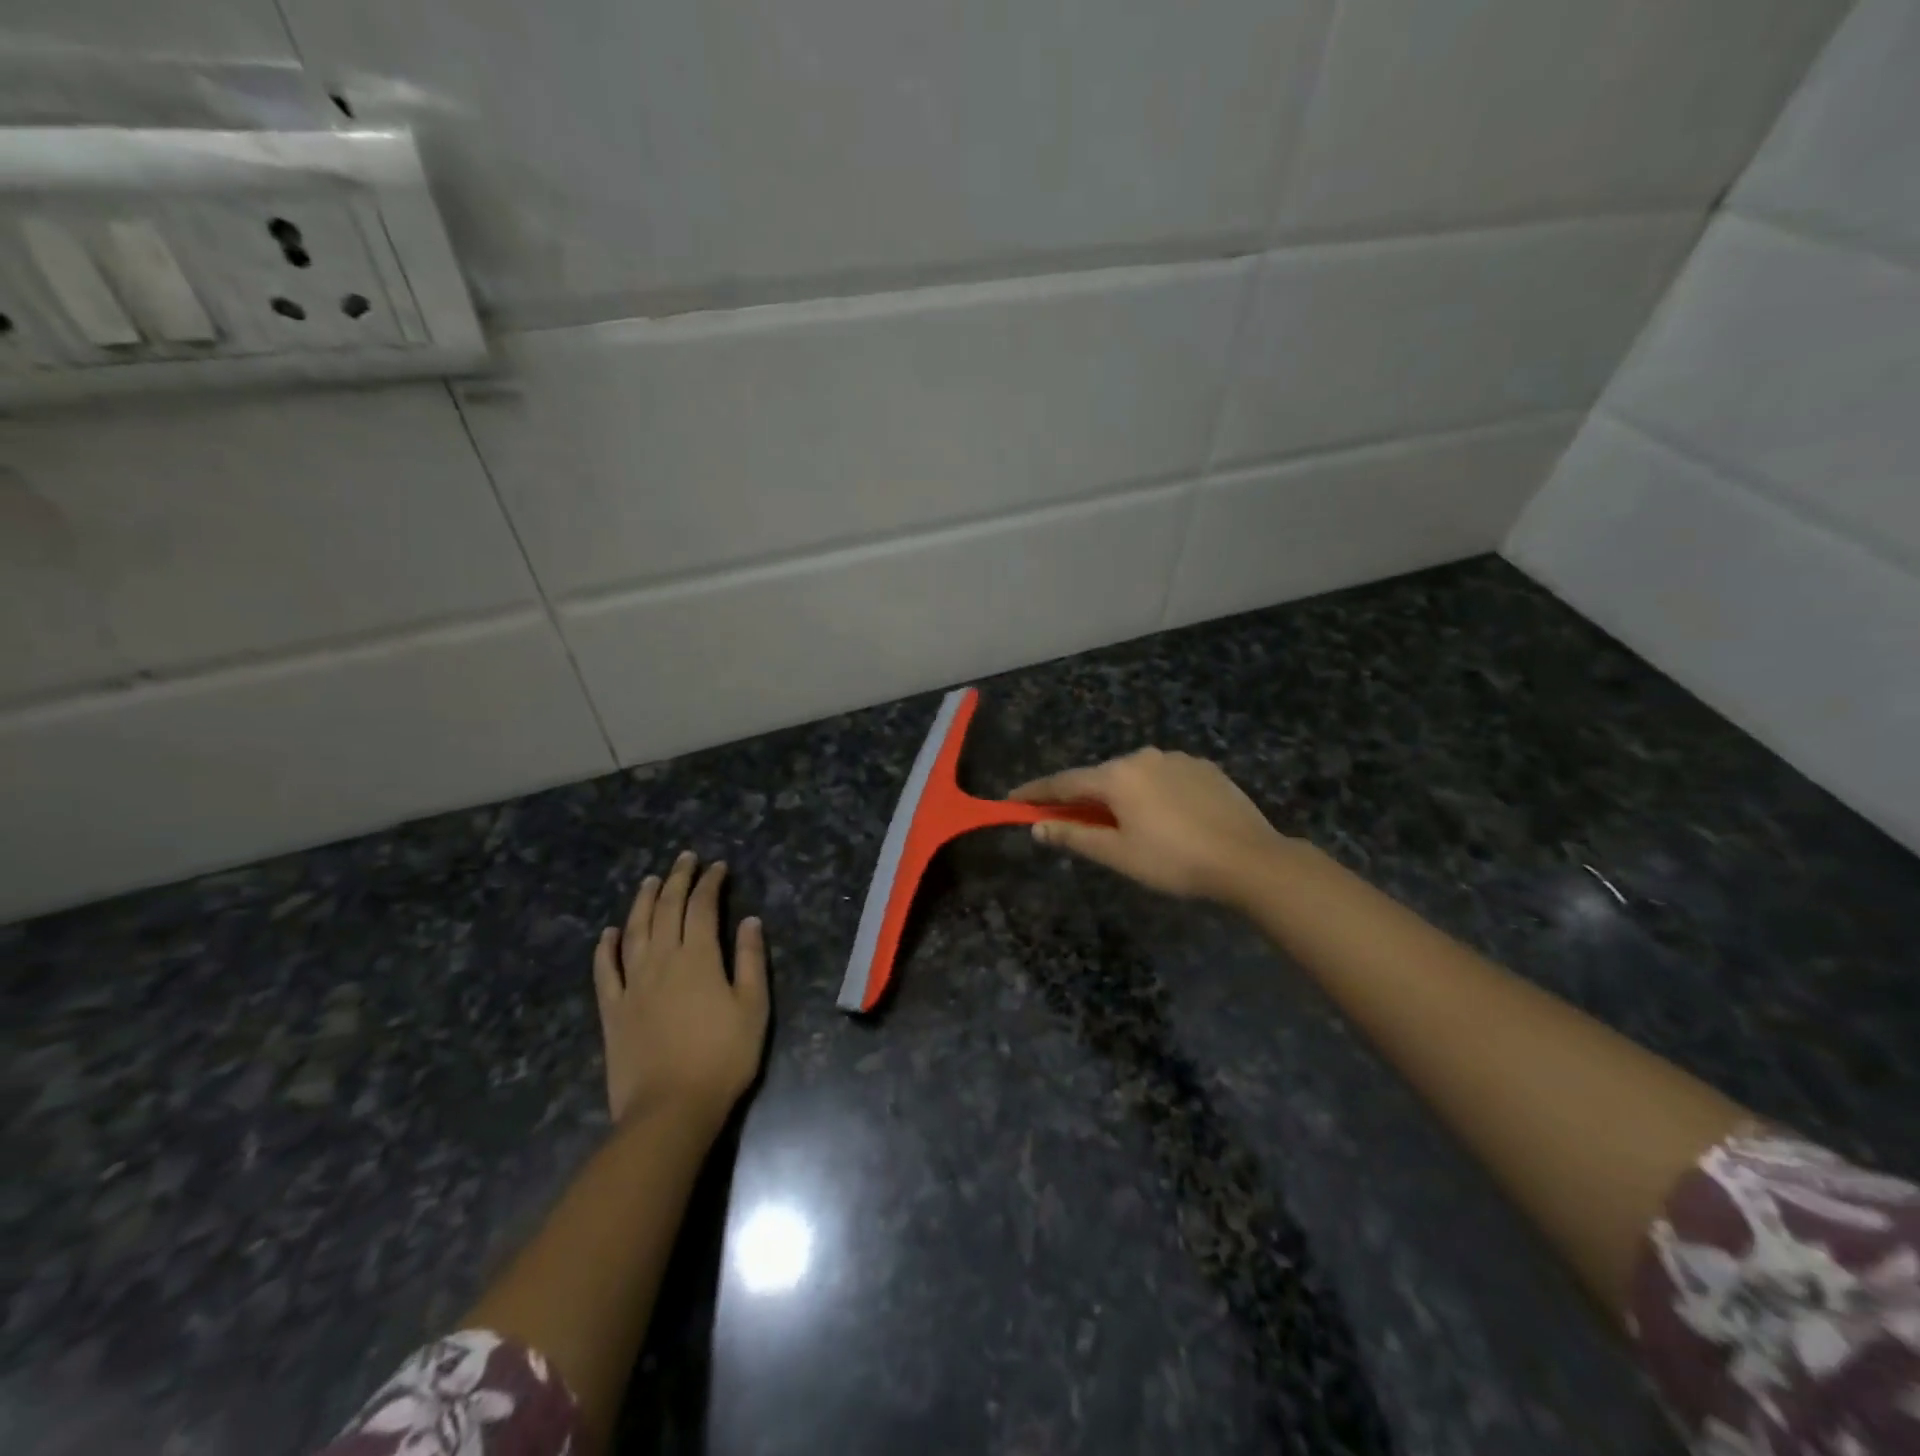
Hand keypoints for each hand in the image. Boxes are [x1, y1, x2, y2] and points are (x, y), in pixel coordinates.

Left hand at [593, 852, 768, 1130]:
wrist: (670, 1109)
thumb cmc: (723, 1058)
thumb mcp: (753, 1007)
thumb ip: (750, 960)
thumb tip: (749, 920)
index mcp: (699, 958)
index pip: (703, 907)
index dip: (710, 882)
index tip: (718, 866)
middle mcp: (662, 961)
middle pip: (667, 910)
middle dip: (678, 880)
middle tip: (685, 859)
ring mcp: (632, 984)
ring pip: (635, 931)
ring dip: (643, 902)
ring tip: (650, 880)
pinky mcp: (612, 1010)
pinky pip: (605, 971)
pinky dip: (606, 947)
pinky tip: (609, 932)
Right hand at [1011, 749, 1290, 904]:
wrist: (1250, 859)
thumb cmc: (1174, 861)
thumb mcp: (1118, 855)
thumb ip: (1074, 837)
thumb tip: (1038, 828)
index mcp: (1117, 776)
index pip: (1064, 782)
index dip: (1036, 793)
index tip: (1013, 800)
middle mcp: (1143, 757)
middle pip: (1100, 777)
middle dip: (1082, 797)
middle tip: (1070, 821)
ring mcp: (1177, 758)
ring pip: (1134, 776)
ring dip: (1120, 795)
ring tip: (1126, 825)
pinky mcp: (1204, 767)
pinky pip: (1164, 777)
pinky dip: (1152, 793)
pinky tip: (1165, 817)